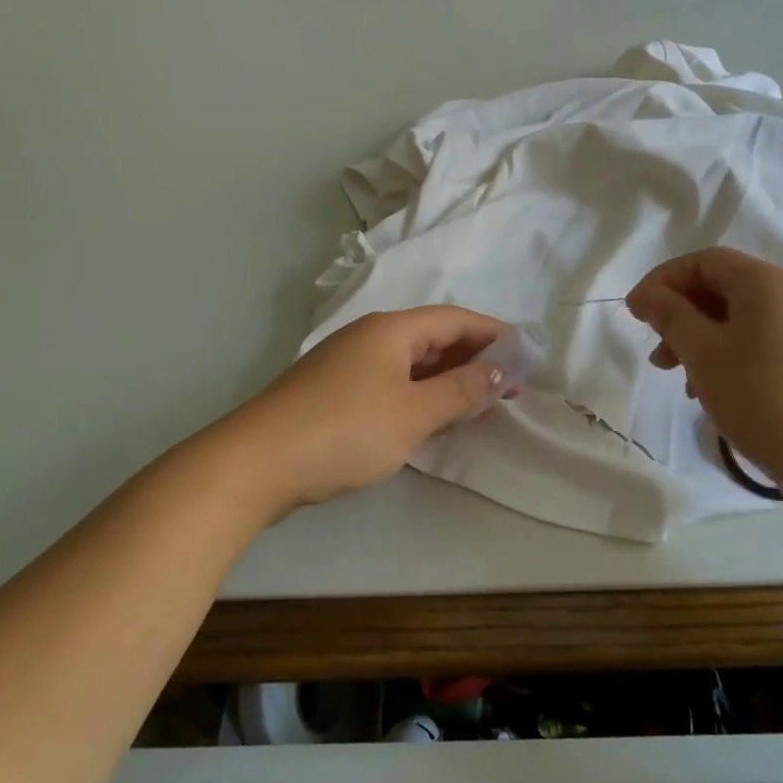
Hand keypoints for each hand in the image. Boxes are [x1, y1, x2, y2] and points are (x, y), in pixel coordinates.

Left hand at [235, 306, 507, 518]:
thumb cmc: (345, 431)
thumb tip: (499, 370)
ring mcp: (347, 365)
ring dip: (448, 379)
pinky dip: (419, 395)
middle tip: (510, 386)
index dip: (493, 334)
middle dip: (474, 358)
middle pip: (432, 337)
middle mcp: (369, 338)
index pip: (454, 319)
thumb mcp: (413, 413)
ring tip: (480, 403)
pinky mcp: (332, 394)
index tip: (527, 355)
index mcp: (390, 330)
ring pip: (411, 363)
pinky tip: (430, 418)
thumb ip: (460, 390)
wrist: (255, 464)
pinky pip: (390, 384)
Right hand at [625, 248, 782, 510]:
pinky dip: (732, 356)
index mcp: (767, 282)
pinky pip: (764, 343)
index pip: (704, 261)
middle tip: (657, 353)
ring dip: (703, 340)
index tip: (634, 313)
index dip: (662, 281)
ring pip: (742, 319)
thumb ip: (670, 316)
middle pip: (724, 288)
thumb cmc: (764, 398)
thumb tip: (648, 295)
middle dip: (681, 315)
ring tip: (682, 380)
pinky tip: (717, 392)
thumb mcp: (704, 354)